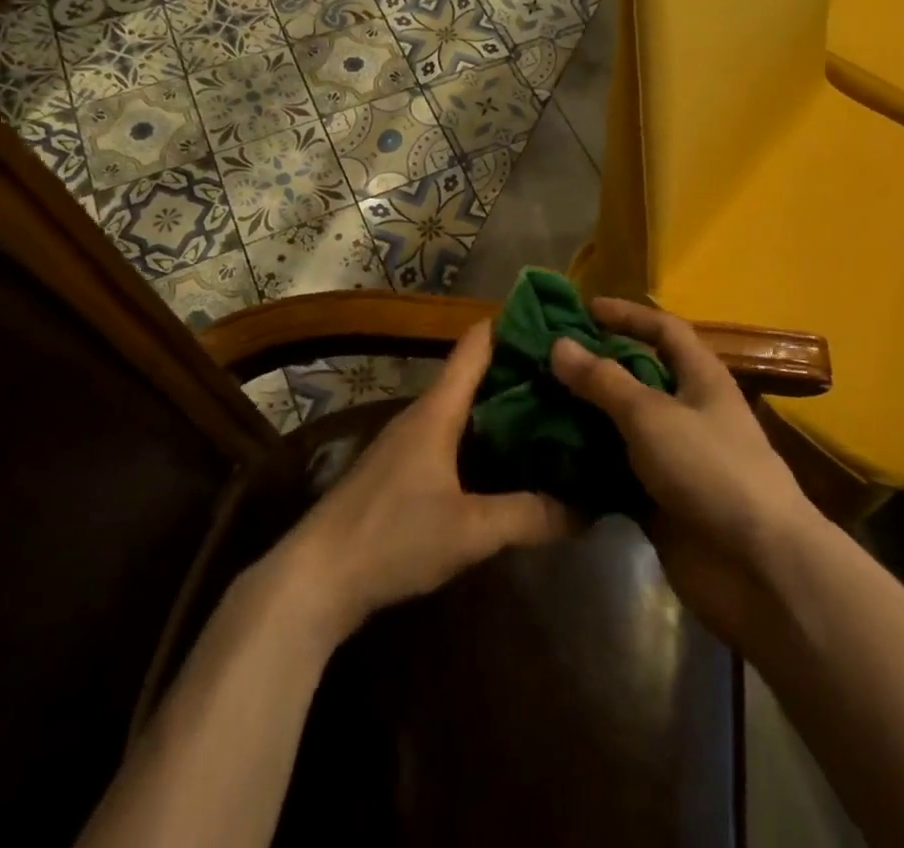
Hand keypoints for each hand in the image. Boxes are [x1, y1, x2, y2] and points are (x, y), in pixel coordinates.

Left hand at [267, 320, 574, 644]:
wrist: (316, 579)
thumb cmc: (392, 536)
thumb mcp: (470, 531)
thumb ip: (529, 516)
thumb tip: (587, 509)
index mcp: (438, 409)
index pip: (477, 344)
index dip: (514, 325)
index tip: (557, 323)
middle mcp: (423, 414)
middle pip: (476, 374)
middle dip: (521, 372)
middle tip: (572, 376)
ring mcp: (409, 442)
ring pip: (465, 408)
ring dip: (503, 407)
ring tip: (552, 413)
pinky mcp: (402, 471)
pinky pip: (454, 437)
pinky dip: (484, 437)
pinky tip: (509, 460)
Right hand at [550, 298, 823, 648]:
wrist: (757, 568)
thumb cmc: (710, 469)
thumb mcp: (652, 414)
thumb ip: (603, 380)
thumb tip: (559, 344)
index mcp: (700, 377)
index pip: (663, 330)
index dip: (627, 315)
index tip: (583, 309)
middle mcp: (688, 410)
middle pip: (637, 377)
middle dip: (594, 367)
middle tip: (544, 361)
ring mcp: (674, 458)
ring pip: (621, 427)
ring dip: (584, 418)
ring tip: (534, 405)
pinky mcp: (659, 500)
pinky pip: (616, 473)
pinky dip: (587, 466)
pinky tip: (547, 459)